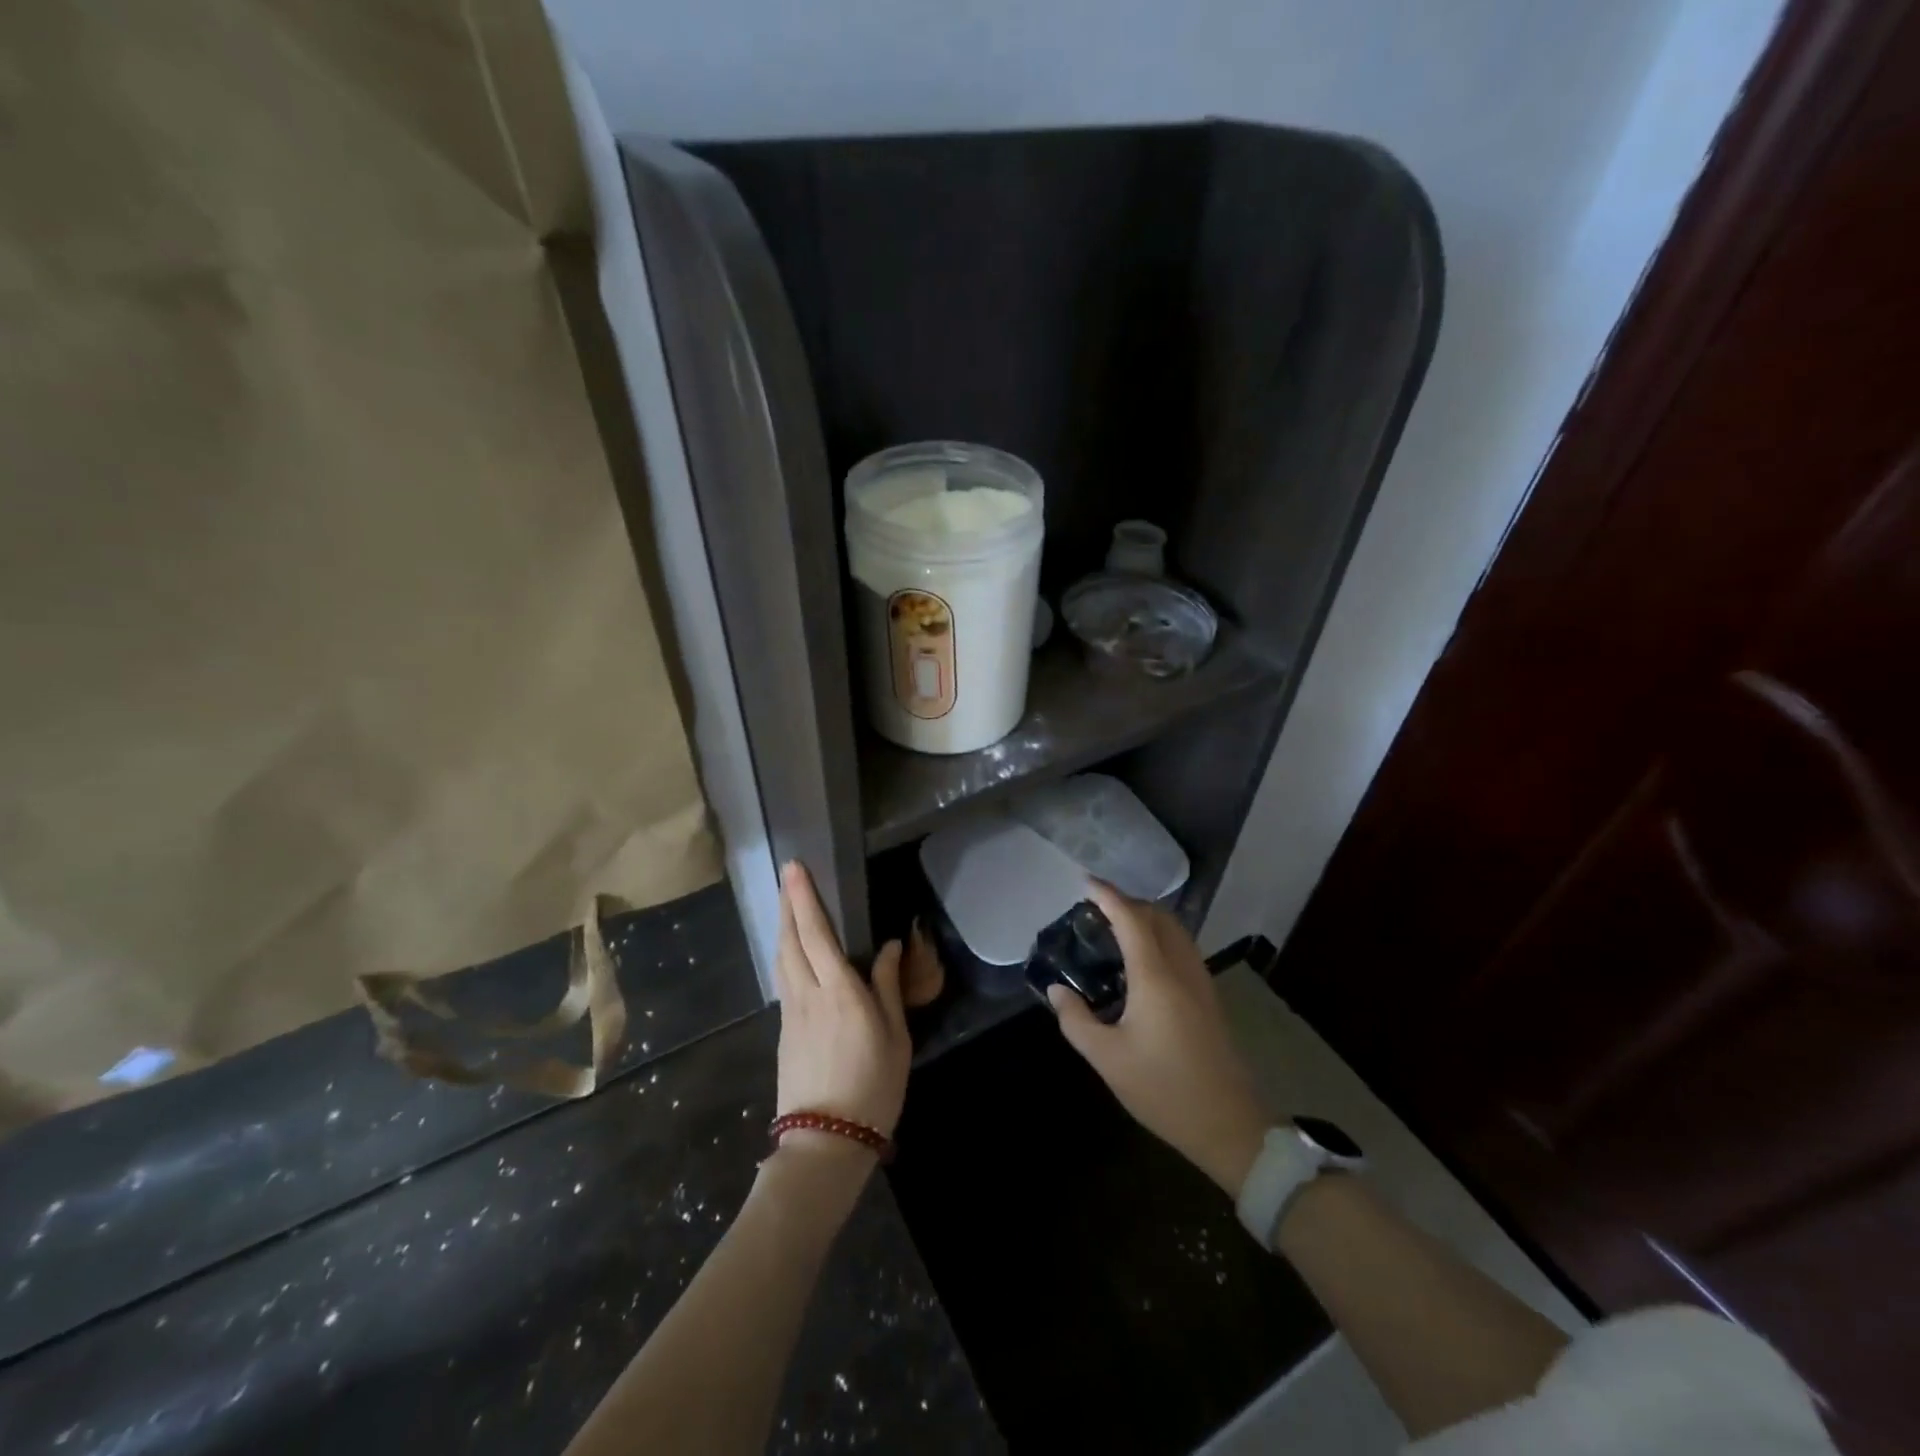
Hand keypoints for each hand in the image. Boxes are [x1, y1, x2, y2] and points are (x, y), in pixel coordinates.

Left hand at [772, 862, 911, 1149]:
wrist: (826, 1142)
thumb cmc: (873, 1087)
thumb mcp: (895, 1037)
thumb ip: (887, 987)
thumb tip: (889, 947)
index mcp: (839, 991)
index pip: (816, 933)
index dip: (803, 898)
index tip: (795, 868)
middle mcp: (809, 993)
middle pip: (791, 939)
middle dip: (788, 903)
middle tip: (787, 875)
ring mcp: (791, 1012)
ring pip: (782, 958)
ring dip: (783, 926)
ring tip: (786, 903)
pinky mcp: (783, 1030)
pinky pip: (783, 978)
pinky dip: (785, 953)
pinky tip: (791, 951)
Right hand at [1048, 882, 1269, 1194]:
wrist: (1231, 1126)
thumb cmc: (1164, 1089)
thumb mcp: (1108, 1059)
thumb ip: (1077, 1020)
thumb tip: (1057, 991)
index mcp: (1156, 976)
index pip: (1132, 919)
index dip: (1109, 895)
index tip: (1086, 882)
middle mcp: (1182, 969)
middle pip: (1158, 917)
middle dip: (1128, 903)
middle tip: (1096, 910)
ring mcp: (1201, 982)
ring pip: (1175, 931)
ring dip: (1147, 920)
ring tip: (1116, 930)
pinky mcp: (1210, 999)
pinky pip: (1183, 950)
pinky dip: (1160, 939)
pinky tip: (1142, 963)